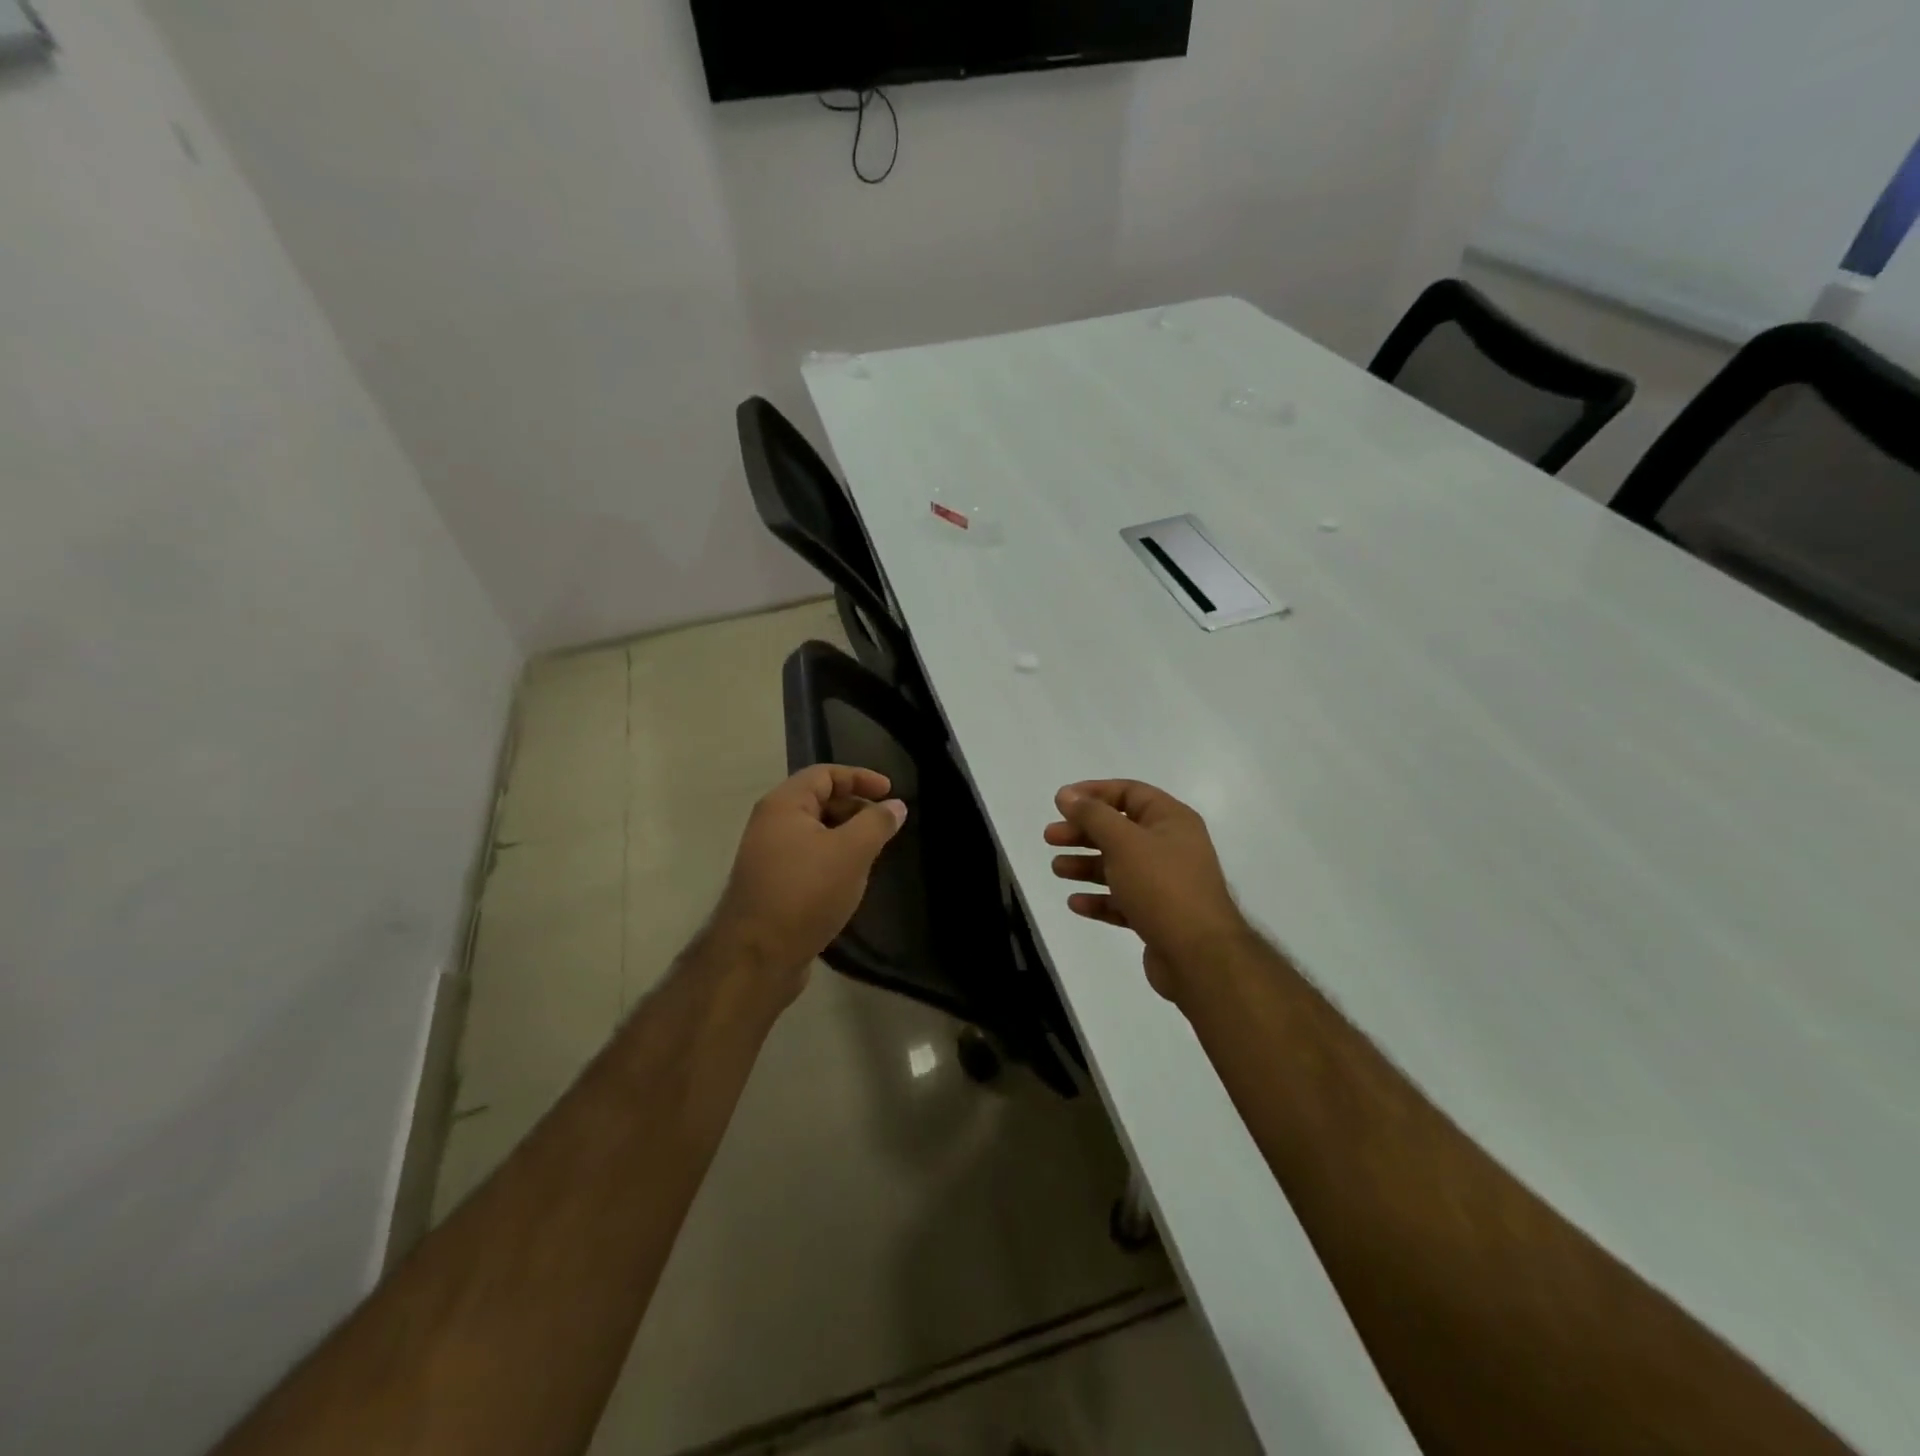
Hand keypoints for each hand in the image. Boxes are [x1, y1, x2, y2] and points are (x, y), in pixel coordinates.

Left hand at [706, 766, 906, 1009]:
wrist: (757, 957)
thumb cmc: (806, 892)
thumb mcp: (851, 852)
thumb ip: (877, 823)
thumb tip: (896, 806)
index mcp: (783, 805)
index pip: (825, 774)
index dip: (860, 778)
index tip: (891, 793)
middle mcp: (770, 824)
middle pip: (819, 800)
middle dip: (856, 808)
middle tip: (886, 826)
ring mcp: (768, 856)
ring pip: (815, 833)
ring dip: (847, 836)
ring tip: (874, 853)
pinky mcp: (773, 885)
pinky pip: (809, 858)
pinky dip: (833, 859)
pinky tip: (851, 879)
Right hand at [1045, 780, 1247, 1005]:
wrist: (1199, 956)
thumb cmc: (1162, 886)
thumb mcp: (1124, 842)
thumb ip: (1093, 815)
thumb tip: (1067, 794)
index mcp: (1171, 820)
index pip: (1129, 793)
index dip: (1094, 792)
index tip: (1061, 802)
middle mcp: (1171, 847)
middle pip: (1119, 830)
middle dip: (1083, 832)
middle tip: (1050, 838)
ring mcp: (1165, 883)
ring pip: (1118, 866)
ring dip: (1086, 865)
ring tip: (1057, 869)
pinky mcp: (1157, 916)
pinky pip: (1122, 900)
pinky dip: (1099, 899)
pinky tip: (1075, 903)